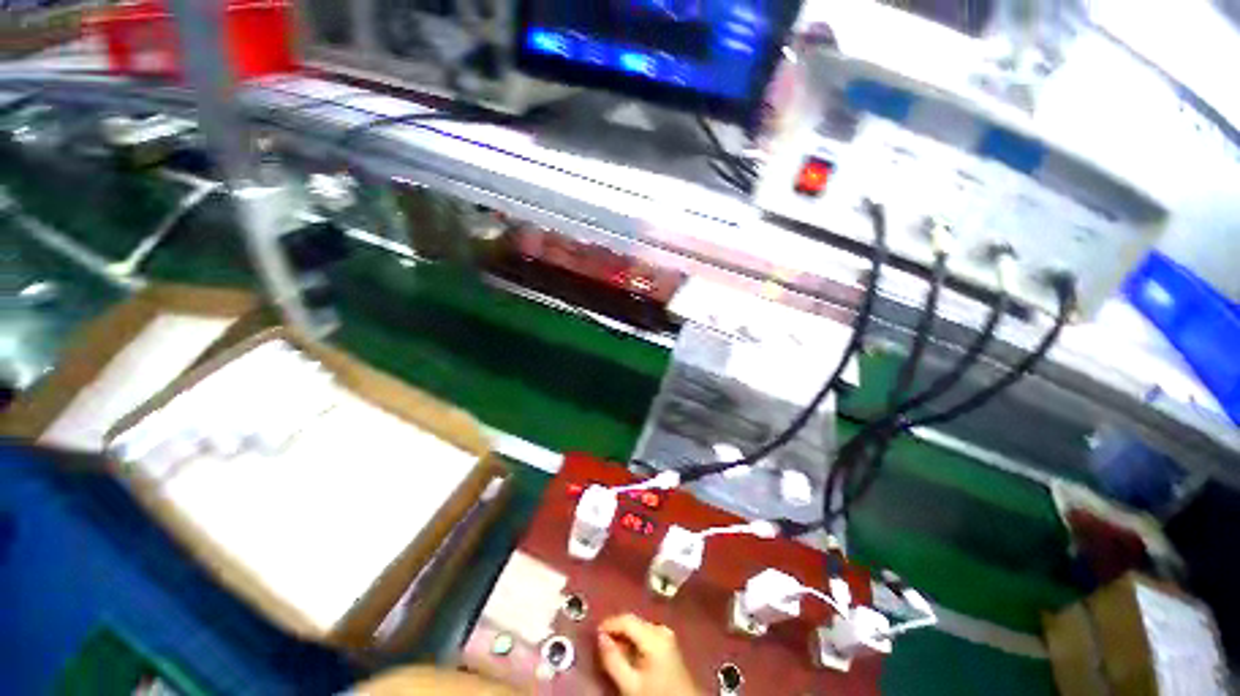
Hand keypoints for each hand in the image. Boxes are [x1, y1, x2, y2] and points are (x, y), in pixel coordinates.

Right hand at [597, 614, 699, 695]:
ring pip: (639, 629)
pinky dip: (634, 643)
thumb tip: (599, 637)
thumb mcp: (630, 684)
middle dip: (616, 631)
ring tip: (612, 651)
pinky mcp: (669, 644)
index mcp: (654, 634)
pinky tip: (627, 655)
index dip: (608, 623)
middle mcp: (662, 628)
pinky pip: (646, 636)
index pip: (626, 619)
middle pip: (633, 623)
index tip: (593, 633)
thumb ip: (613, 660)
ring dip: (624, 637)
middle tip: (600, 644)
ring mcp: (667, 635)